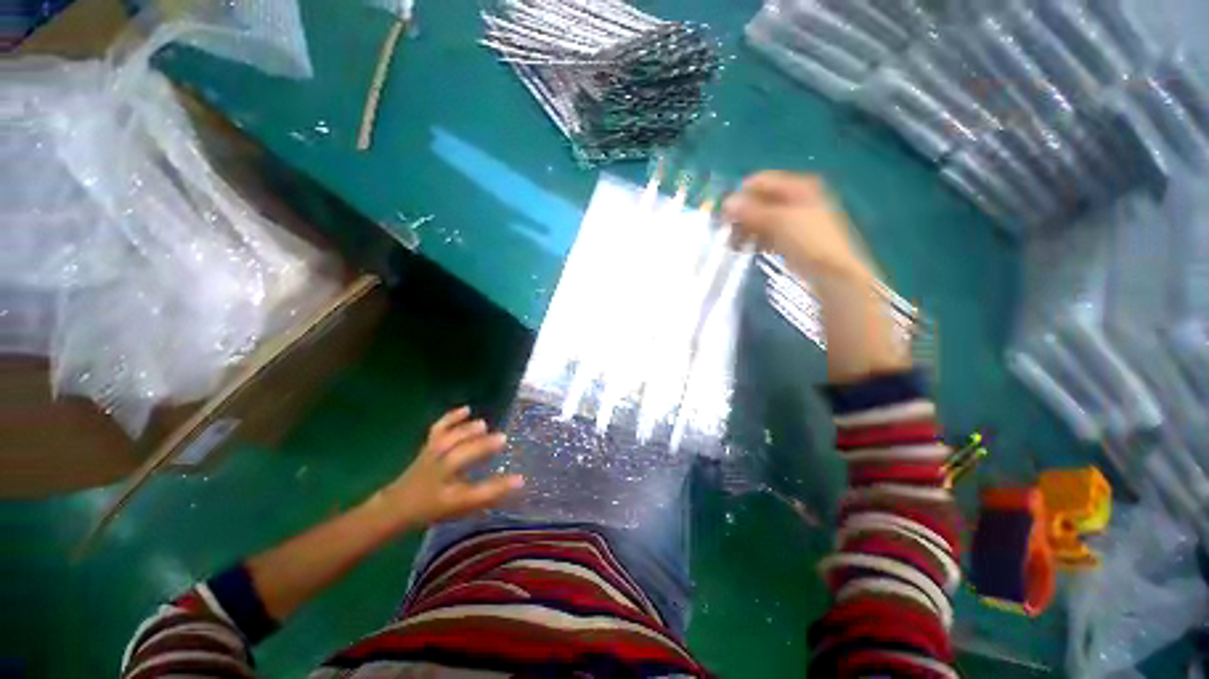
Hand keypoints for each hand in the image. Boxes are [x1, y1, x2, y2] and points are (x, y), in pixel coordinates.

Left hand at [372, 407, 523, 531]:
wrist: (399, 505)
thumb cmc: (437, 507)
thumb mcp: (463, 508)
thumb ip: (489, 494)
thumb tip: (519, 480)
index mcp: (450, 497)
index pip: (478, 493)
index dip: (499, 486)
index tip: (520, 478)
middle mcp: (440, 476)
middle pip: (460, 458)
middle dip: (481, 447)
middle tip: (503, 438)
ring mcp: (431, 458)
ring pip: (447, 441)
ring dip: (465, 431)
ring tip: (483, 426)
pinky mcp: (428, 445)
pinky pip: (438, 430)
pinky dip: (451, 418)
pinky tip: (466, 410)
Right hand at [722, 171, 871, 282]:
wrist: (833, 274)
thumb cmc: (809, 241)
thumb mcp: (778, 222)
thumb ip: (751, 211)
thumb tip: (726, 202)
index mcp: (798, 187)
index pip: (761, 182)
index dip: (741, 195)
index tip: (724, 214)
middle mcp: (797, 198)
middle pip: (761, 200)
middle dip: (742, 215)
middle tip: (726, 232)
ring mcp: (795, 219)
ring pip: (762, 218)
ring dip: (746, 229)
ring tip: (733, 245)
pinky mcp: (792, 238)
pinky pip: (768, 233)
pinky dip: (755, 239)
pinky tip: (745, 249)